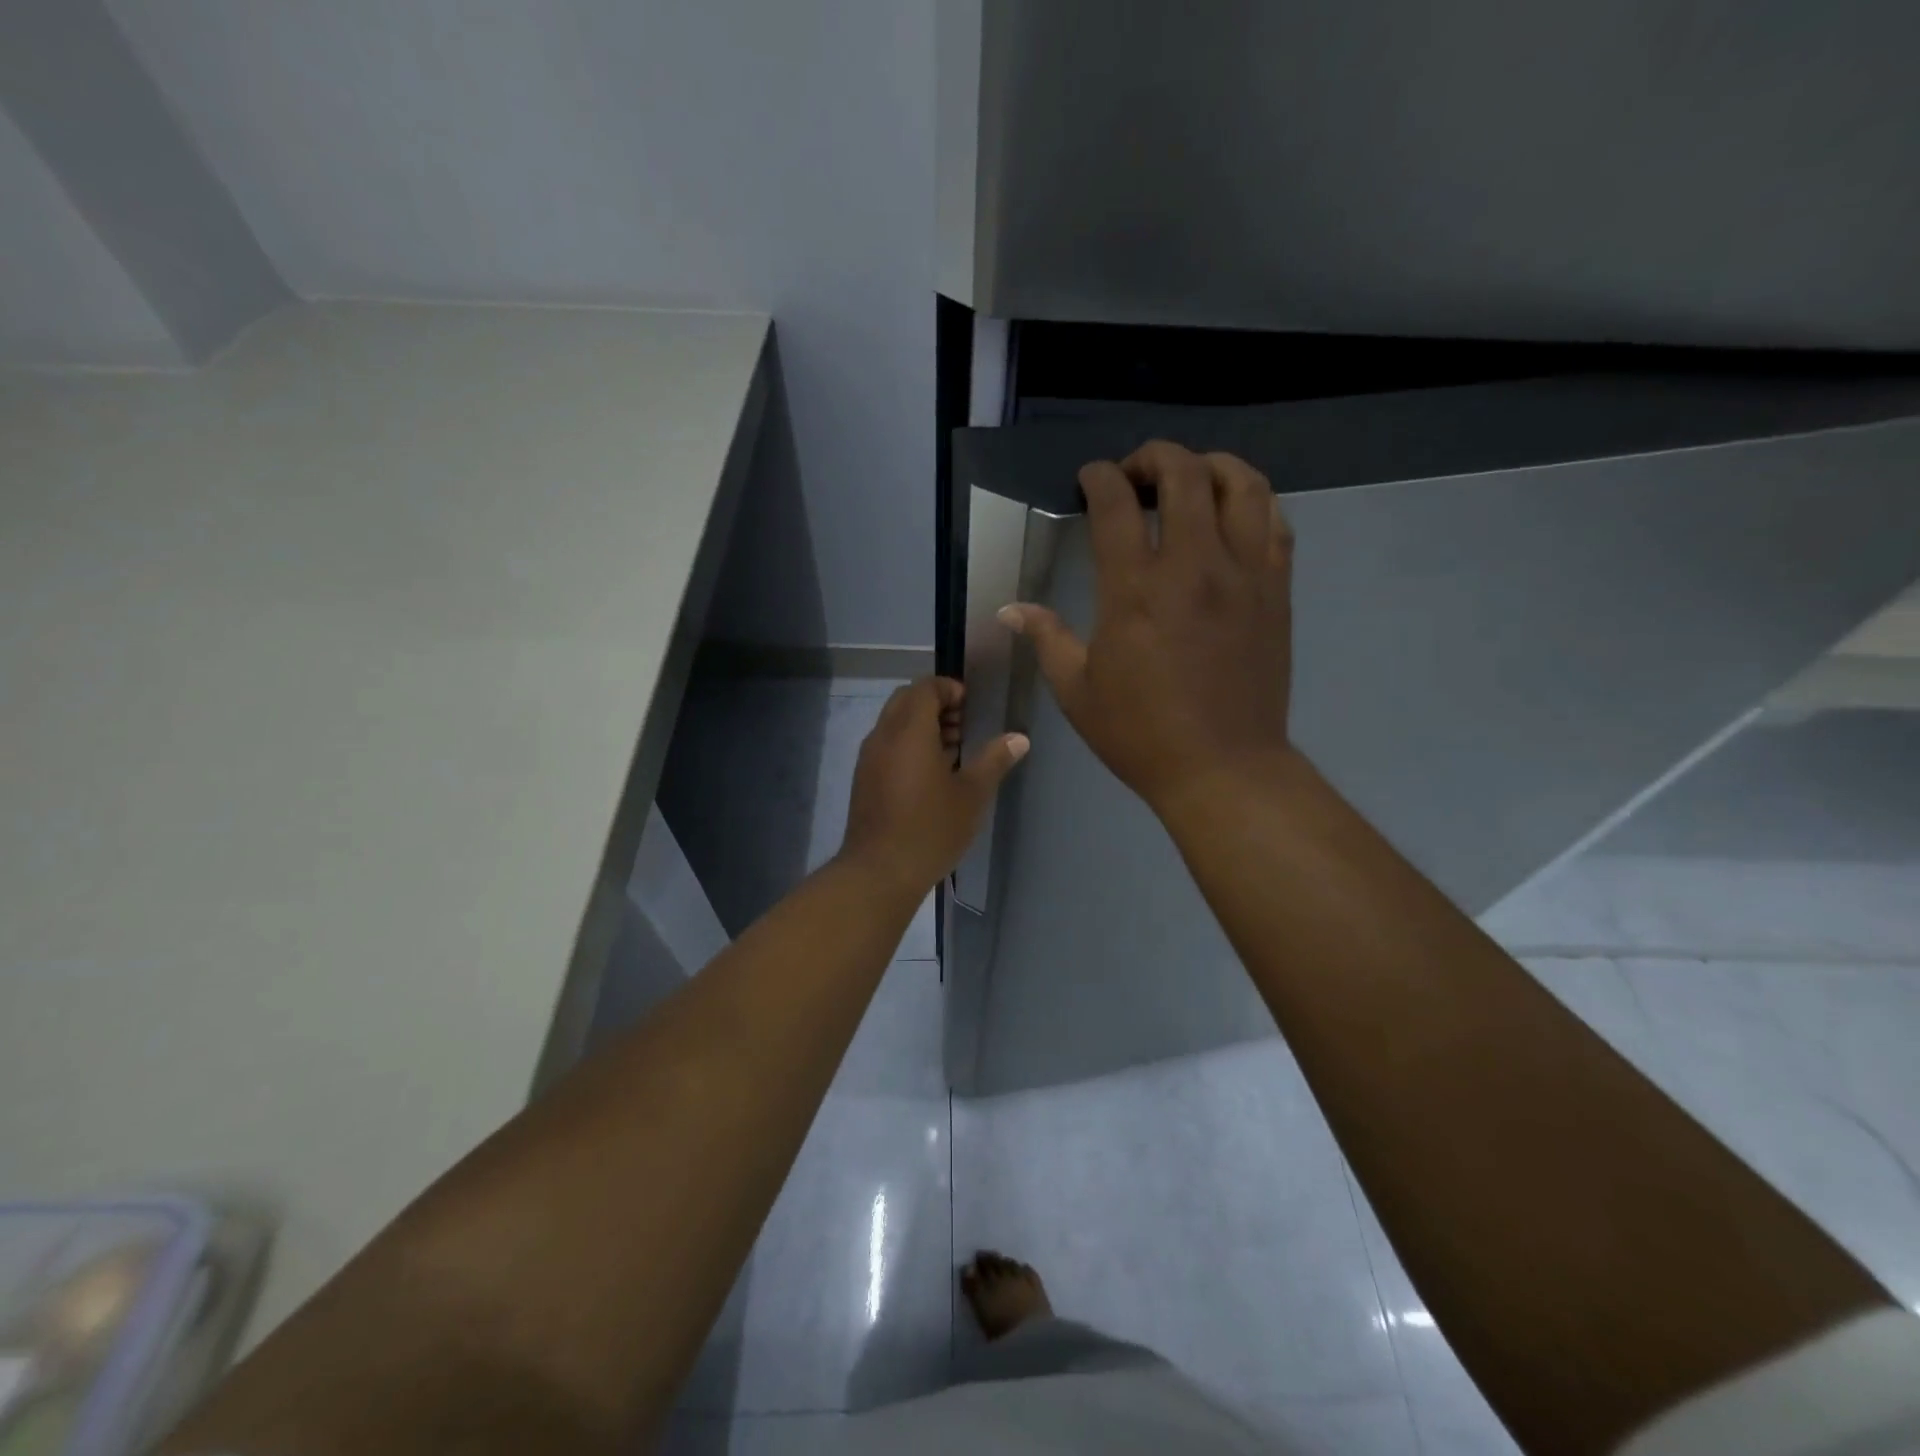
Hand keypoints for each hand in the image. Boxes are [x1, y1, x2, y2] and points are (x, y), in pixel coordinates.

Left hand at [836, 677, 1028, 896]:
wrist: (880, 871)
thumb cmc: (931, 828)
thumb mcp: (972, 794)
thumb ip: (994, 760)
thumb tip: (1019, 738)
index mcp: (909, 730)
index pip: (925, 687)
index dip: (949, 688)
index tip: (971, 706)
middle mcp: (884, 735)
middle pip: (906, 700)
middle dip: (936, 704)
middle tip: (964, 725)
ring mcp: (869, 758)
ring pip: (894, 723)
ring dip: (922, 725)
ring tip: (954, 749)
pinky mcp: (864, 779)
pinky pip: (887, 745)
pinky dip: (908, 744)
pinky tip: (932, 774)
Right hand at [1002, 440, 1294, 813]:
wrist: (1223, 768)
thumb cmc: (1140, 734)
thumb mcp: (1077, 691)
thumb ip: (1046, 638)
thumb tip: (1010, 608)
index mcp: (1135, 590)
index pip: (1116, 503)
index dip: (1099, 477)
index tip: (1090, 479)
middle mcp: (1193, 566)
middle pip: (1183, 473)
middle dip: (1153, 457)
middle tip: (1135, 475)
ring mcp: (1243, 574)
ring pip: (1240, 483)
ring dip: (1210, 465)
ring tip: (1189, 479)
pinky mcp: (1275, 590)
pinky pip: (1274, 521)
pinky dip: (1251, 501)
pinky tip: (1231, 514)